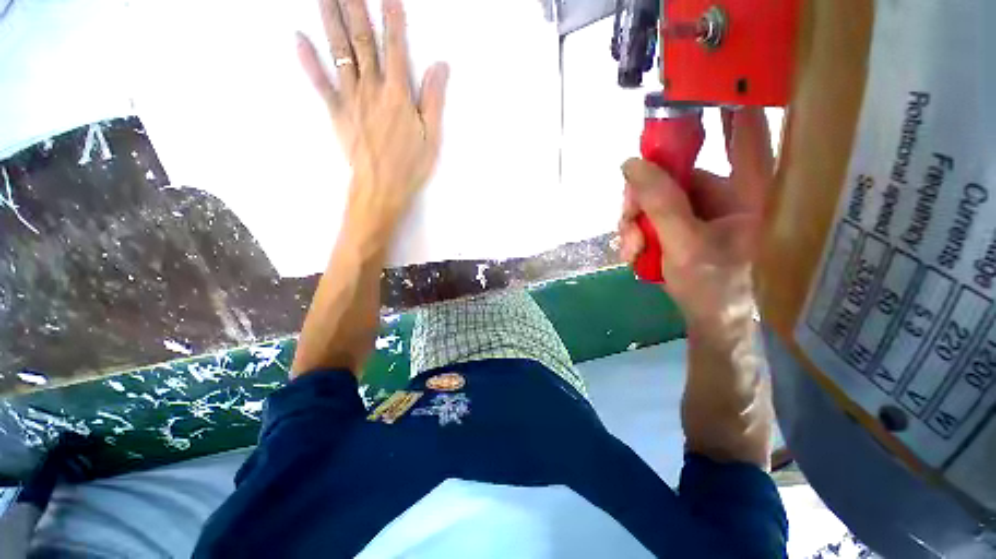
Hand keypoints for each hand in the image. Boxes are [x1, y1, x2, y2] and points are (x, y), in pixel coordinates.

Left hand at [296, 0, 448, 248]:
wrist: (382, 188)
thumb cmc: (411, 165)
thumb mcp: (432, 137)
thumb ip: (434, 100)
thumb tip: (440, 66)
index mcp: (399, 96)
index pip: (396, 48)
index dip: (392, 18)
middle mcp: (373, 90)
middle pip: (363, 41)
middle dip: (356, 7)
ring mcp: (351, 99)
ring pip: (340, 53)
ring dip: (331, 20)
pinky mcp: (337, 112)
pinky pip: (320, 82)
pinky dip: (308, 60)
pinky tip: (298, 37)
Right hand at [618, 109, 773, 334]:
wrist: (711, 321)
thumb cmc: (713, 287)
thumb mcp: (684, 244)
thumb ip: (660, 203)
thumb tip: (630, 163)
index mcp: (750, 188)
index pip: (742, 129)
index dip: (720, 103)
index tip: (694, 89)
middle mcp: (726, 190)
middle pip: (675, 170)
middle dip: (642, 196)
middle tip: (627, 222)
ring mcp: (702, 208)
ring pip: (656, 195)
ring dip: (633, 221)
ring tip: (630, 248)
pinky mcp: (684, 223)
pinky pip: (653, 214)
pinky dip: (637, 231)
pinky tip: (633, 251)